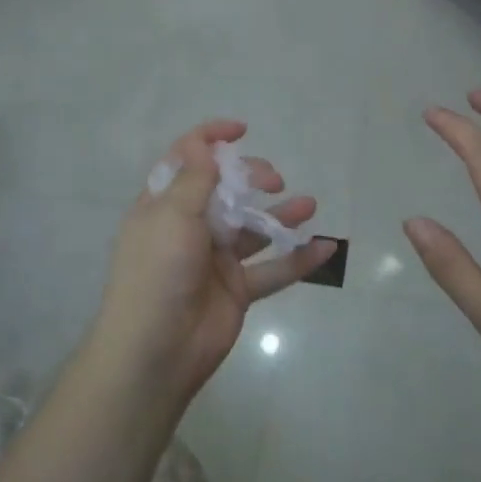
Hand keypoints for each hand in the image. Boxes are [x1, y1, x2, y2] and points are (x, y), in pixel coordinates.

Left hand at [93, 120, 336, 405]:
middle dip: (252, 178)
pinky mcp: (236, 290)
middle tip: (273, 180)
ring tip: (310, 204)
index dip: (210, 139)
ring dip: (281, 215)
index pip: (186, 161)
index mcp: (164, 205)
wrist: (156, 352)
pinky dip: (298, 259)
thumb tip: (203, 143)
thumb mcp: (170, 217)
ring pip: (253, 229)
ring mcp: (214, 260)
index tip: (241, 129)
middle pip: (226, 191)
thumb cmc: (157, 274)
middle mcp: (189, 227)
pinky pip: (272, 269)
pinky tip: (325, 247)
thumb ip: (194, 180)